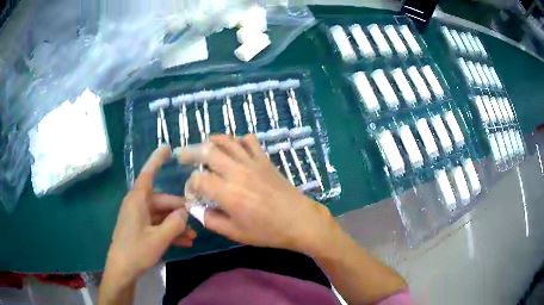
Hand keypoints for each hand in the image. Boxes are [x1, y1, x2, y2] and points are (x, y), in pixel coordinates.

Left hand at [105, 146, 196, 282]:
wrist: (122, 269)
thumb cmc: (137, 251)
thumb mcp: (159, 238)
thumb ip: (174, 223)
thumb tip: (186, 211)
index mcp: (138, 200)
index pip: (148, 174)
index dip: (157, 160)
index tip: (167, 148)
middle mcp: (137, 205)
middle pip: (161, 200)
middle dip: (179, 210)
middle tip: (196, 219)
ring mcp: (138, 217)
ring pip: (161, 214)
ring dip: (176, 224)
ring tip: (192, 235)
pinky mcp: (139, 228)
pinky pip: (157, 224)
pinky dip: (169, 231)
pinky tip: (184, 242)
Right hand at [177, 135, 336, 254]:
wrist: (299, 221)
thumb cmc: (267, 231)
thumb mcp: (235, 233)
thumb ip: (211, 220)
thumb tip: (196, 209)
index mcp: (228, 193)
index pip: (199, 178)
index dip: (190, 185)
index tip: (193, 194)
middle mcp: (237, 172)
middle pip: (207, 151)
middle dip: (190, 152)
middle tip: (183, 156)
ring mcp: (252, 163)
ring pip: (227, 141)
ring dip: (212, 141)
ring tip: (204, 146)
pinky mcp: (265, 160)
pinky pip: (249, 141)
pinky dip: (238, 140)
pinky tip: (234, 149)